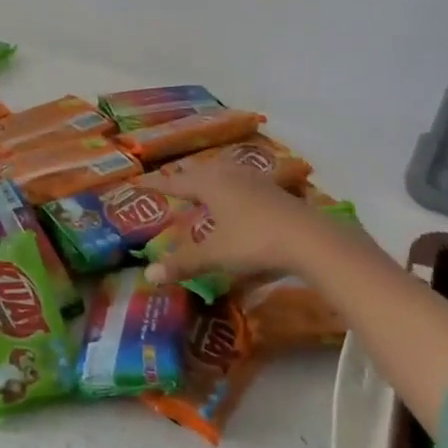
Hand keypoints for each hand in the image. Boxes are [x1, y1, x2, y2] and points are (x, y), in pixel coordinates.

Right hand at [141, 167, 338, 285]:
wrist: (310, 238)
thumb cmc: (254, 241)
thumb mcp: (215, 255)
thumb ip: (183, 263)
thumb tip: (149, 275)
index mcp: (210, 184)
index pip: (176, 182)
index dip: (156, 185)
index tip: (137, 183)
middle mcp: (231, 175)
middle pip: (202, 172)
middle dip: (185, 178)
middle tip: (171, 184)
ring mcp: (256, 181)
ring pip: (226, 174)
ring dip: (211, 181)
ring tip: (203, 189)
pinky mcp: (276, 191)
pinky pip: (245, 184)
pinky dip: (233, 189)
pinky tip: (239, 200)